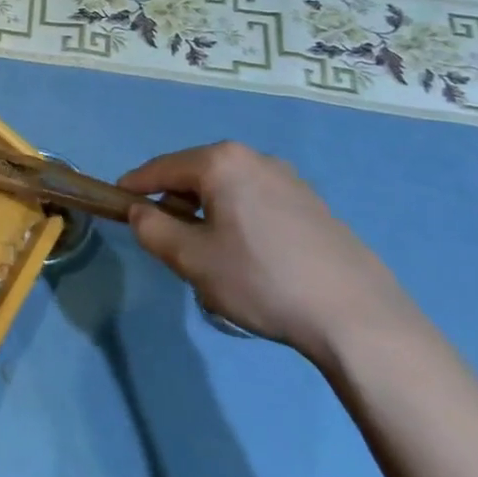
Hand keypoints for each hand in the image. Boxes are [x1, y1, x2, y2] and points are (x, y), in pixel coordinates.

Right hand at [119, 141, 414, 362]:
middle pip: (195, 174)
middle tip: (167, 238)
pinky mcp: (314, 205)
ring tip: (209, 253)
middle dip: (174, 201)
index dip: (134, 186)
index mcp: (220, 161)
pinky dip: (239, 219)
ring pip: (227, 189)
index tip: (118, 203)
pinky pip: (257, 202)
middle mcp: (254, 158)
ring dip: (208, 212)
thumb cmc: (262, 280)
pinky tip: (251, 258)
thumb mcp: (191, 259)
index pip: (161, 167)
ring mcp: (290, 179)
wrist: (359, 319)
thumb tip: (140, 212)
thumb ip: (152, 229)